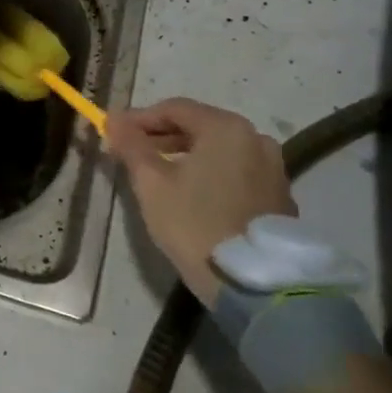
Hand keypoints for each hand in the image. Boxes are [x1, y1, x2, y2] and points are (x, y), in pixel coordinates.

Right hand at [104, 98, 294, 304]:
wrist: (253, 283)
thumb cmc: (194, 223)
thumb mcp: (151, 182)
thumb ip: (131, 145)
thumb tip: (112, 118)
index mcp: (226, 128)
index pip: (174, 108)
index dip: (139, 118)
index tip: (113, 133)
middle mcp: (256, 138)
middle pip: (199, 126)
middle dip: (161, 136)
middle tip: (131, 153)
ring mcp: (273, 168)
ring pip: (218, 150)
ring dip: (185, 155)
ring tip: (156, 175)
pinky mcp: (279, 196)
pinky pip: (235, 170)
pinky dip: (209, 173)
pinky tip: (189, 193)